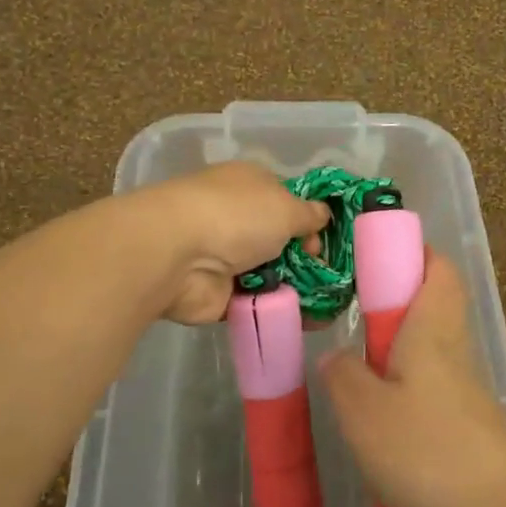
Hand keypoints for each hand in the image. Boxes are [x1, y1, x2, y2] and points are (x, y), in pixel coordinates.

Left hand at [135, 162, 329, 324]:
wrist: (177, 256)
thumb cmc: (235, 216)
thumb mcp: (286, 206)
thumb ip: (309, 214)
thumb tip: (322, 215)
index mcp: (249, 185)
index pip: (286, 200)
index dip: (309, 221)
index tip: (324, 241)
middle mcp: (236, 217)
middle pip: (280, 240)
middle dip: (306, 258)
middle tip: (328, 276)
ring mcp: (225, 256)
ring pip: (271, 273)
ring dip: (295, 287)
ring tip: (327, 304)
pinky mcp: (218, 293)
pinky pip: (257, 303)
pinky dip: (277, 311)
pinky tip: (307, 321)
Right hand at [317, 251, 505, 506]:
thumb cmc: (427, 449)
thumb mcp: (363, 412)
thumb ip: (342, 376)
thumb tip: (336, 356)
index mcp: (432, 329)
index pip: (438, 268)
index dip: (414, 251)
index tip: (379, 254)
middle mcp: (455, 349)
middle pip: (435, 305)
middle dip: (398, 302)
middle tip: (355, 317)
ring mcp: (467, 388)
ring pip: (432, 347)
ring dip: (399, 349)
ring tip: (358, 374)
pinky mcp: (471, 423)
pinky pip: (434, 386)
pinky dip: (408, 387)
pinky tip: (384, 420)